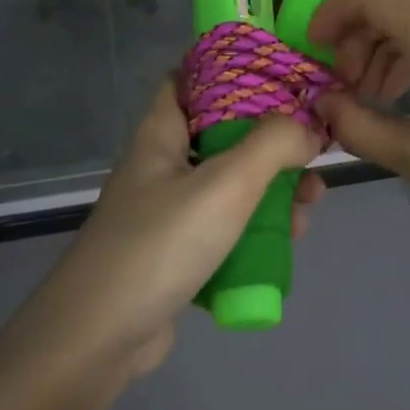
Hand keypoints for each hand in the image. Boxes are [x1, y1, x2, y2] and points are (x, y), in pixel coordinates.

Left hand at [24, 80, 322, 376]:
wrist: (97, 340)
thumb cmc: (160, 245)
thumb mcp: (224, 185)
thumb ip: (272, 145)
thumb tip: (307, 127)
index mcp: (160, 135)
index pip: (189, 78)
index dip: (231, 68)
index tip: (281, 73)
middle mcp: (161, 166)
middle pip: (221, 134)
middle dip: (270, 140)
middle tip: (312, 151)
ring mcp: (166, 213)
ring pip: (228, 185)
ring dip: (271, 188)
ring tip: (311, 203)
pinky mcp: (175, 255)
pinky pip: (223, 228)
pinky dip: (255, 229)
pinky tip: (286, 241)